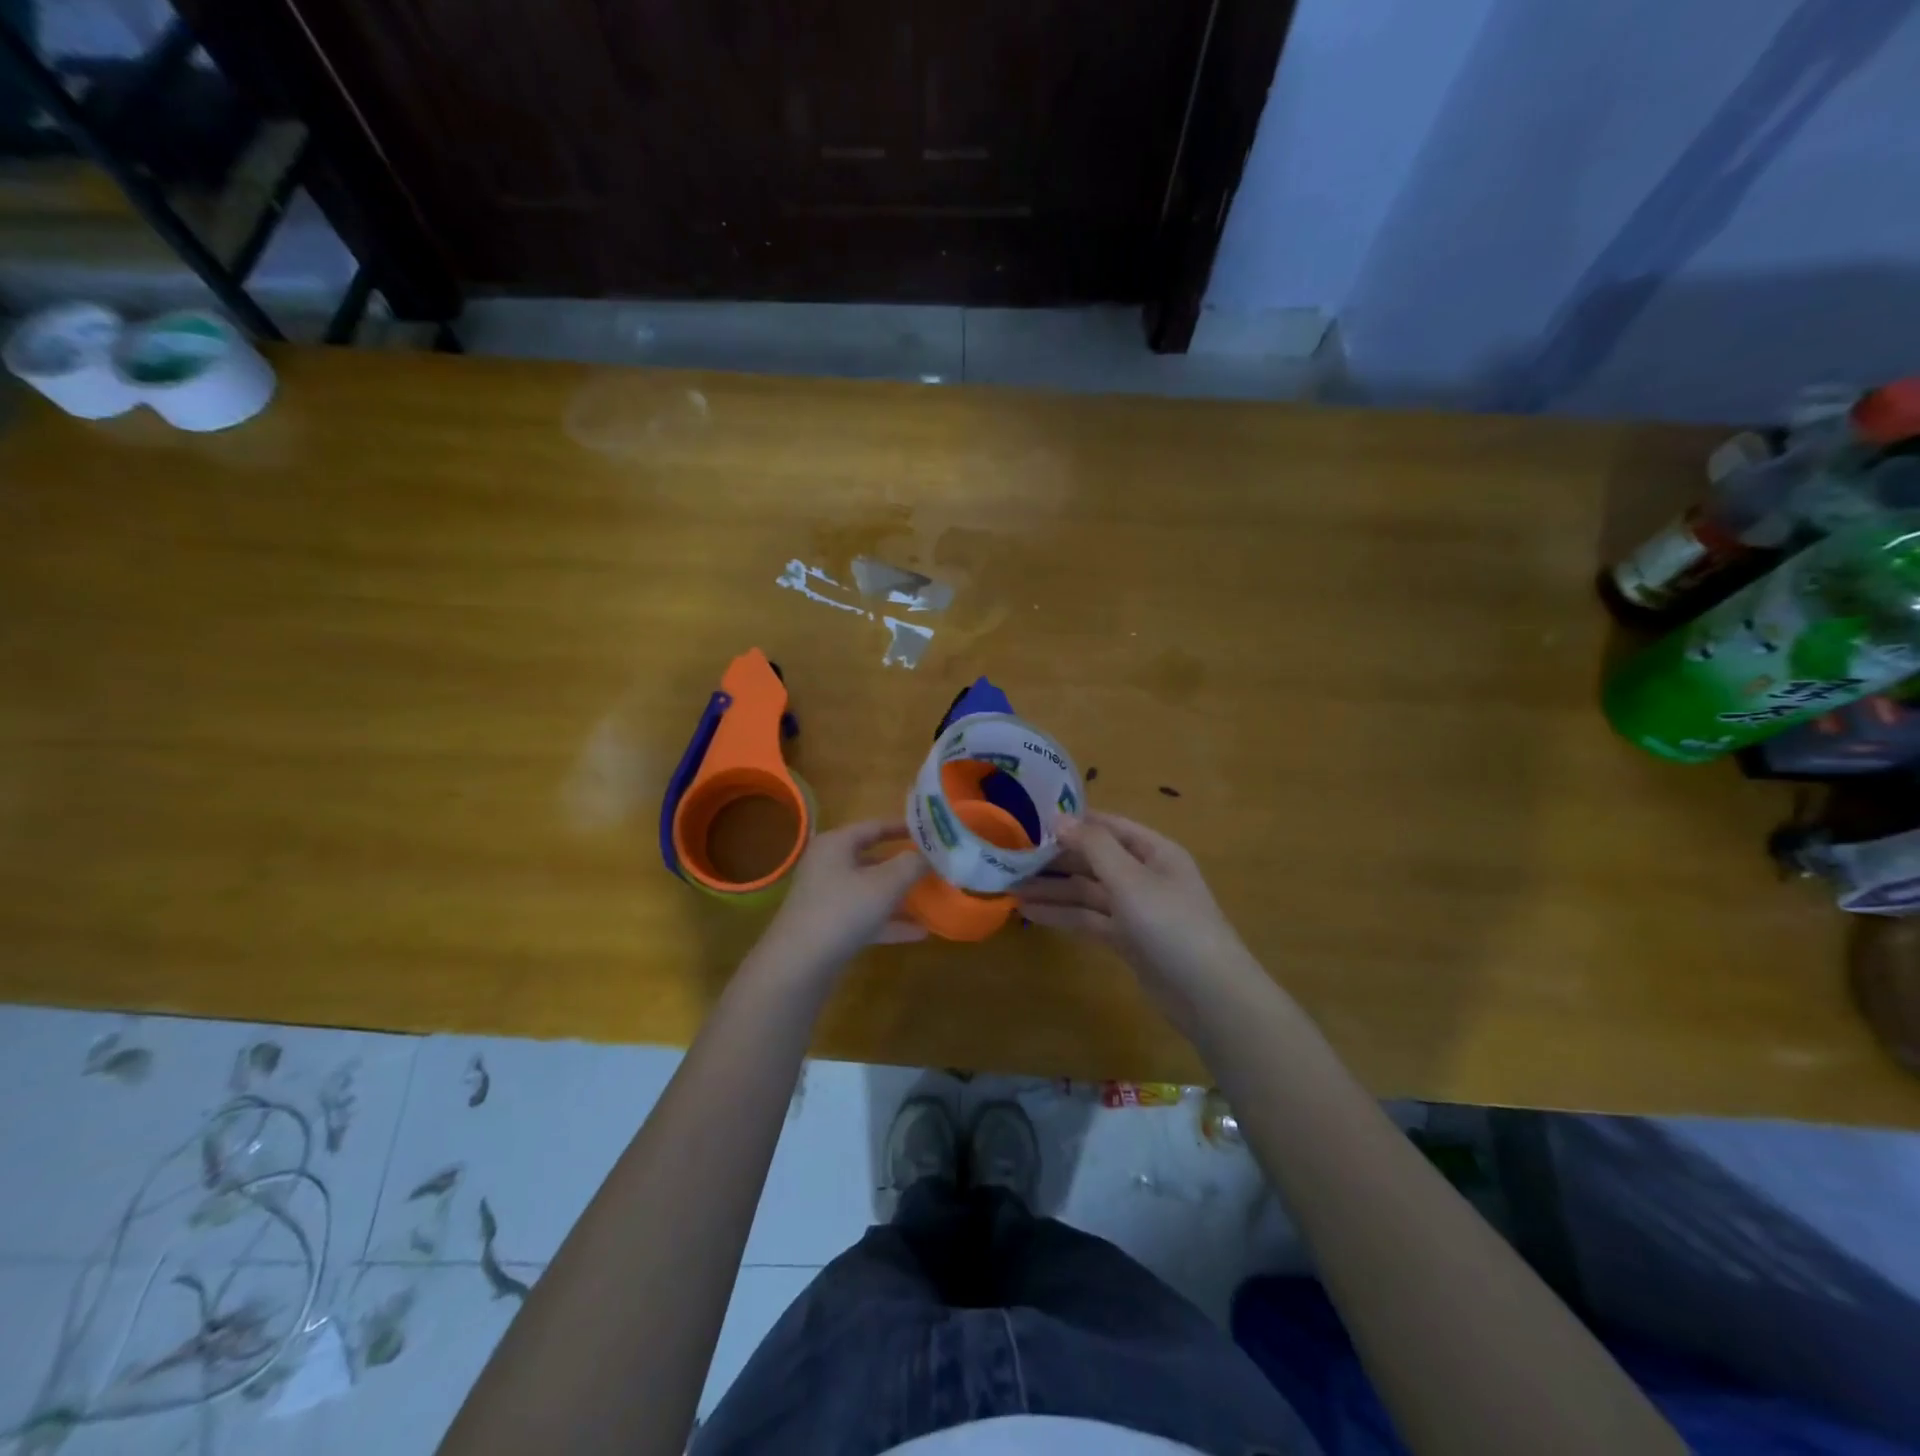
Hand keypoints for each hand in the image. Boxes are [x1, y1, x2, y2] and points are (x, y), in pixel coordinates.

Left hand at [754, 820, 927, 977]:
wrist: (798, 966)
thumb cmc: (842, 911)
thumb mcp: (885, 884)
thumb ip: (911, 865)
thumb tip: (930, 854)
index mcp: (836, 844)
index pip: (874, 826)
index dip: (904, 827)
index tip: (932, 832)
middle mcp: (828, 866)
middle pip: (873, 858)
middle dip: (904, 864)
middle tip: (935, 866)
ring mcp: (827, 898)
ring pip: (870, 890)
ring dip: (900, 895)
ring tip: (932, 898)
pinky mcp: (829, 927)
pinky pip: (865, 917)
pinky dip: (890, 922)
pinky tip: (920, 932)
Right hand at [1017, 812, 1258, 1029]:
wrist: (1209, 996)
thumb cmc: (1172, 925)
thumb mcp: (1131, 879)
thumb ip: (1093, 846)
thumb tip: (1058, 816)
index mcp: (1154, 851)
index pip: (1106, 826)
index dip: (1071, 822)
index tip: (1030, 821)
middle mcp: (1144, 875)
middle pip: (1093, 859)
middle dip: (1055, 859)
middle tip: (1011, 858)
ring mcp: (1136, 909)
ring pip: (1087, 892)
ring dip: (1053, 889)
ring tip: (1010, 888)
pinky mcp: (1128, 940)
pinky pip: (1089, 919)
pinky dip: (1063, 915)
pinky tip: (1030, 913)